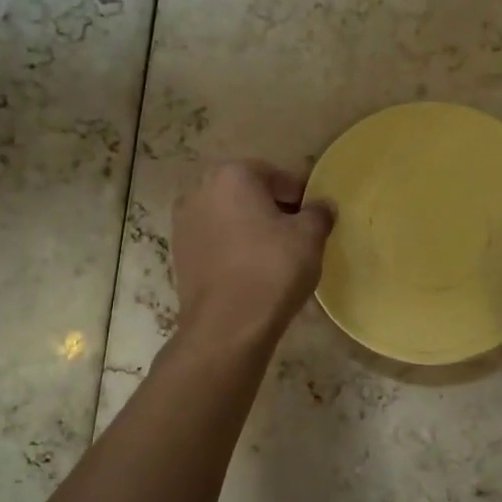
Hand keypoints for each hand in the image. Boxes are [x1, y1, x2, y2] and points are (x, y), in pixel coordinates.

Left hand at [172, 161, 332, 349]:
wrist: (227, 326)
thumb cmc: (272, 269)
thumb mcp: (309, 237)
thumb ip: (319, 213)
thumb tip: (322, 207)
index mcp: (232, 175)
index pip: (274, 176)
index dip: (299, 195)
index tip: (313, 217)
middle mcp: (200, 191)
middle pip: (246, 193)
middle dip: (271, 208)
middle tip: (295, 234)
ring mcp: (183, 223)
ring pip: (228, 217)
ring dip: (249, 228)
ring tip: (273, 254)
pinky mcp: (178, 254)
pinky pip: (214, 241)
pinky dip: (232, 248)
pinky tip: (250, 270)